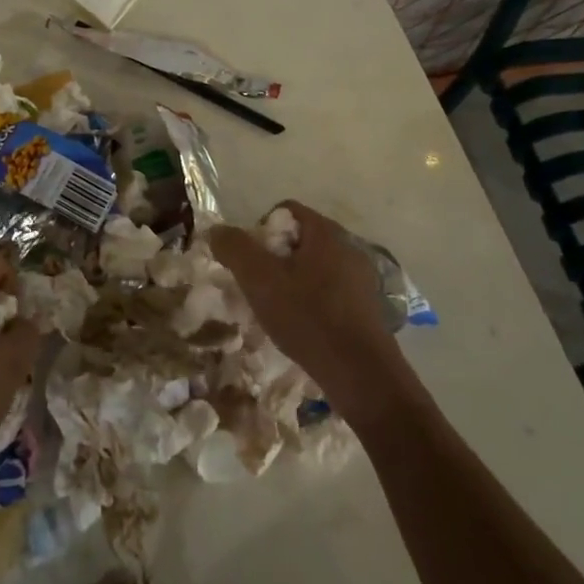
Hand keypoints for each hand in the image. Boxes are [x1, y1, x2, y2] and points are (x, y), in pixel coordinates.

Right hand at [209, 201, 416, 423]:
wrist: (361, 373)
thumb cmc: (308, 318)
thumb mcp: (260, 280)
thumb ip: (235, 248)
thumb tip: (216, 231)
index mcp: (326, 233)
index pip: (285, 211)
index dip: (259, 230)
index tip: (249, 262)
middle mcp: (348, 247)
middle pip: (298, 239)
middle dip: (273, 259)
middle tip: (257, 287)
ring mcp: (360, 278)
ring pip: (313, 267)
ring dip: (291, 282)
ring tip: (276, 310)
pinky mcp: (366, 306)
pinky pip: (328, 291)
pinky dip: (310, 301)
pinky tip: (301, 326)